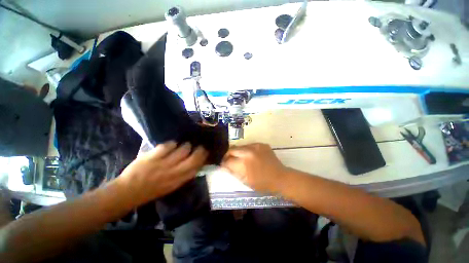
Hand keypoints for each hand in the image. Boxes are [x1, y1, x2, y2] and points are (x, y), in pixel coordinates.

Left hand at [118, 141, 207, 205]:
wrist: (128, 192)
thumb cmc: (152, 190)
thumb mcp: (171, 186)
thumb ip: (183, 175)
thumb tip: (194, 164)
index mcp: (179, 180)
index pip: (196, 167)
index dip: (203, 158)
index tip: (205, 153)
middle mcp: (174, 172)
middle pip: (193, 158)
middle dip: (199, 150)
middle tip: (200, 146)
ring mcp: (163, 163)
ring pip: (183, 149)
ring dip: (186, 145)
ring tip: (184, 145)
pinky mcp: (153, 157)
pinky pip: (168, 146)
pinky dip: (171, 144)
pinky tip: (171, 145)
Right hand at [221, 143, 287, 192]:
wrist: (280, 177)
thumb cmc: (262, 183)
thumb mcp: (245, 181)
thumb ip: (233, 172)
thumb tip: (224, 166)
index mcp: (244, 163)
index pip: (228, 161)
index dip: (223, 163)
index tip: (223, 165)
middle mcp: (248, 151)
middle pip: (231, 149)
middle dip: (227, 155)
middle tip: (228, 160)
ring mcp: (255, 146)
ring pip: (240, 146)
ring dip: (237, 152)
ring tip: (239, 158)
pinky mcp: (261, 144)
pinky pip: (249, 145)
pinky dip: (246, 150)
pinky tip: (250, 156)